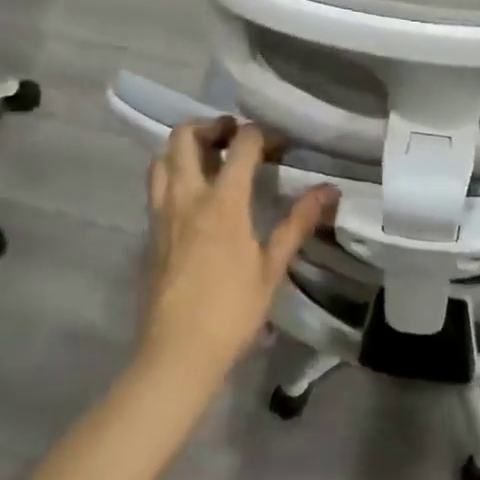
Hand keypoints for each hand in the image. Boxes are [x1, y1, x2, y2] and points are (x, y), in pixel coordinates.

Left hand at [141, 118, 337, 388]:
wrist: (177, 353)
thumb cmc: (232, 311)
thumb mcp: (272, 267)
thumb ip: (298, 222)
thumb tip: (329, 190)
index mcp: (222, 203)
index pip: (240, 145)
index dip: (262, 134)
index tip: (280, 144)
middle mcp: (186, 197)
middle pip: (184, 137)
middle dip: (211, 126)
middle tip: (234, 137)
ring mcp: (162, 214)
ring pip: (161, 159)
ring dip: (184, 148)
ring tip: (210, 160)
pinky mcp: (150, 233)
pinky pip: (156, 187)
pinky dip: (174, 174)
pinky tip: (195, 196)